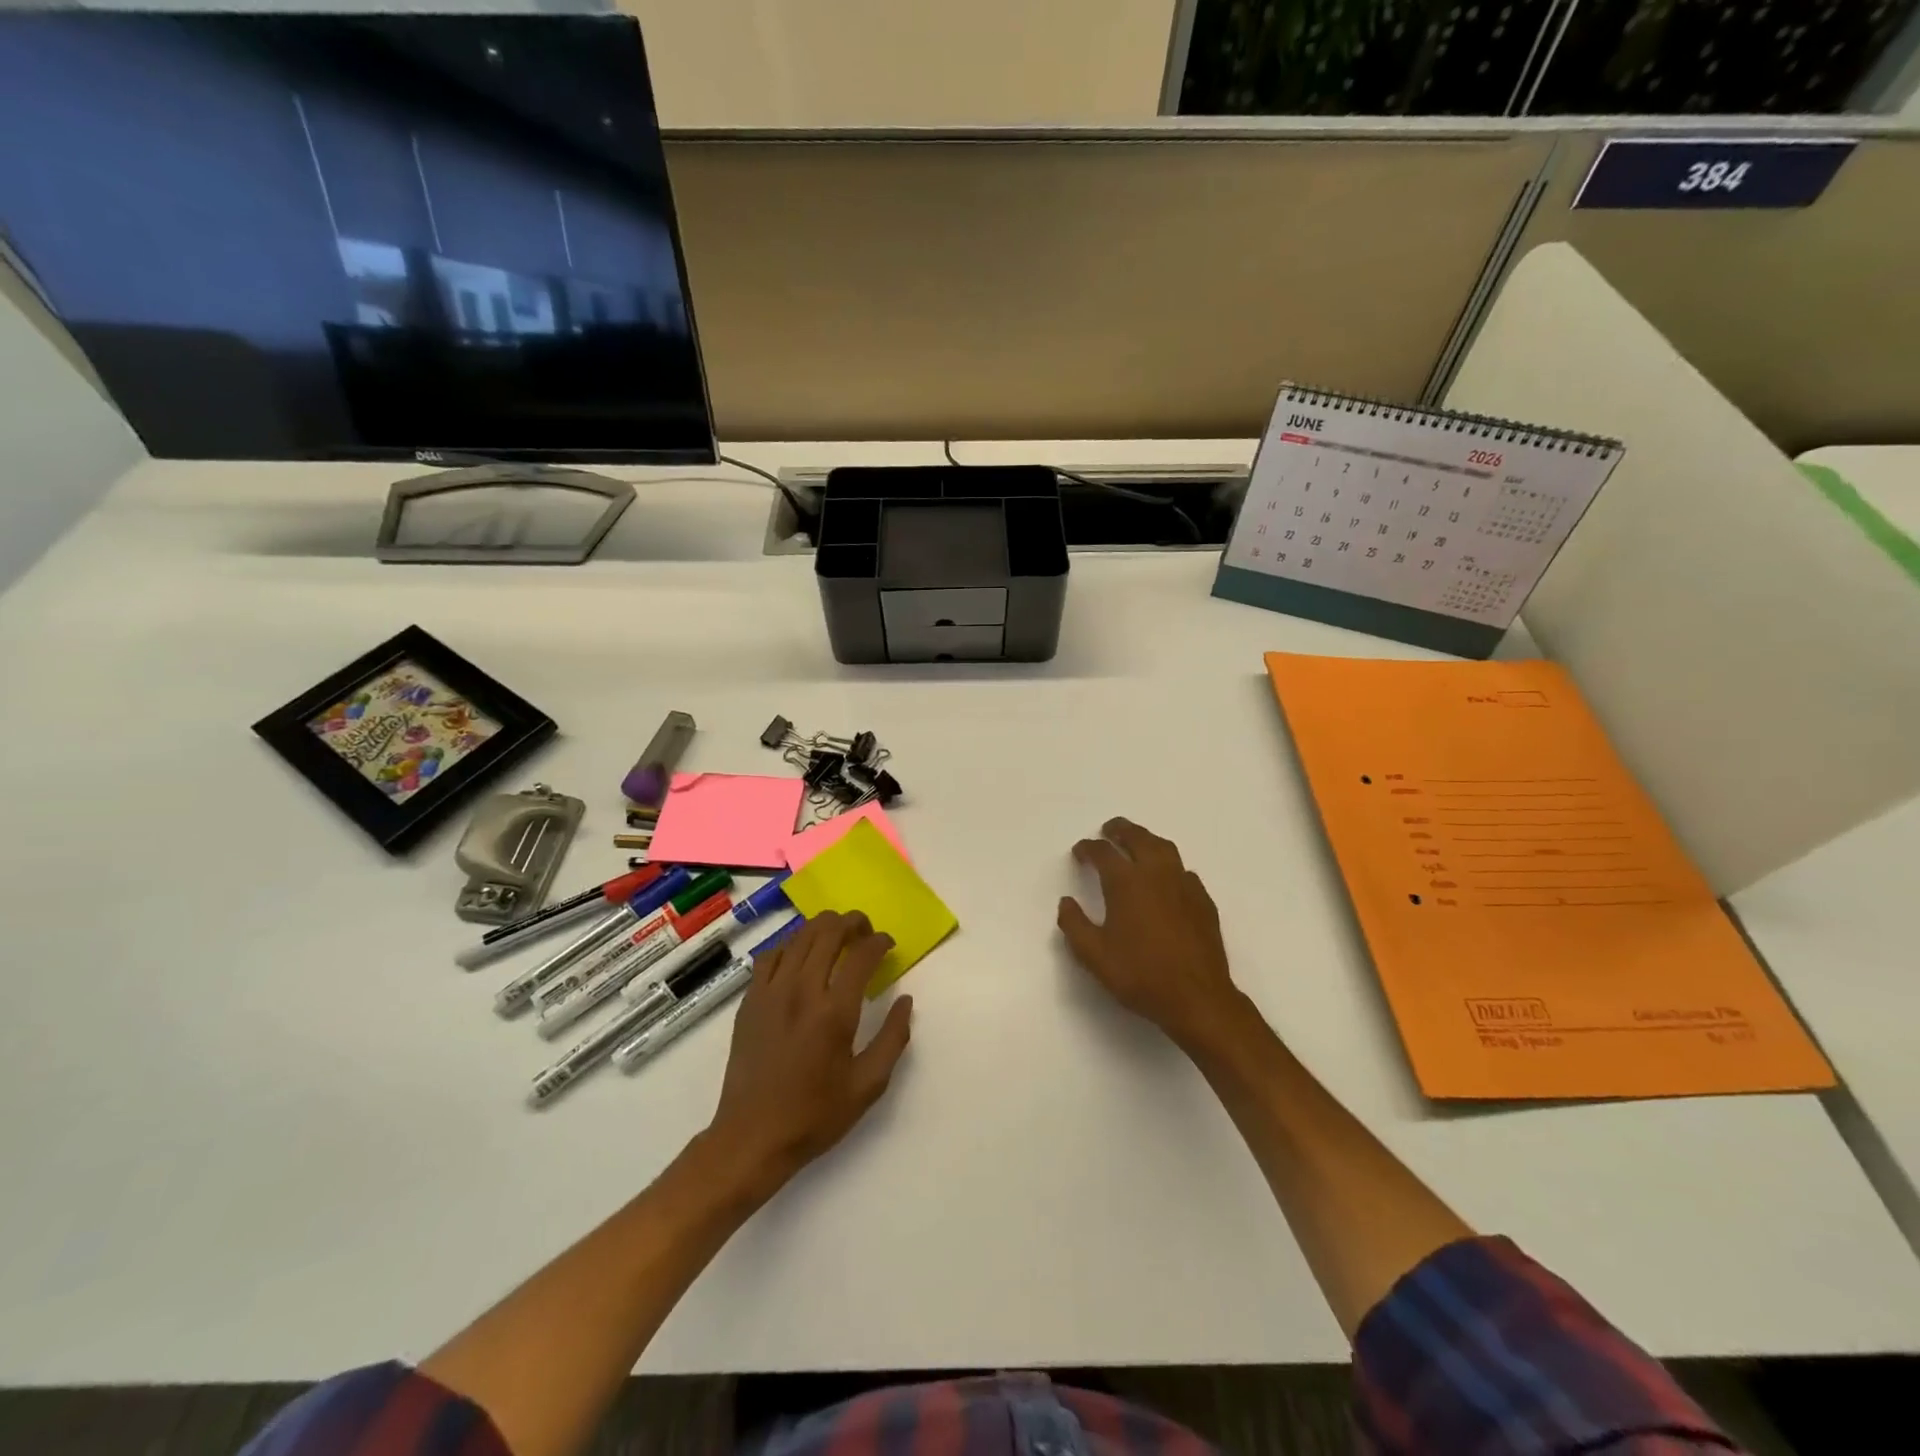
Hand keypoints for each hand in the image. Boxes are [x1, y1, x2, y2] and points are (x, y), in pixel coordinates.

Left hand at [705, 911, 913, 1196]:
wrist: (752, 1137)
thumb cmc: (815, 1115)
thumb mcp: (868, 1085)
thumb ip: (893, 1038)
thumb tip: (905, 1000)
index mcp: (834, 1012)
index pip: (861, 955)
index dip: (879, 942)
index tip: (888, 944)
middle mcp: (801, 991)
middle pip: (828, 932)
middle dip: (852, 923)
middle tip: (865, 932)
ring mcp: (771, 992)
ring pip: (799, 936)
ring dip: (823, 928)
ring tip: (837, 936)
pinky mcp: (750, 1000)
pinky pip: (771, 955)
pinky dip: (791, 944)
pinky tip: (800, 955)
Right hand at [1057, 817, 1246, 1052]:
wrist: (1197, 998)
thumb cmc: (1141, 975)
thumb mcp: (1094, 955)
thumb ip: (1074, 925)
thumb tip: (1066, 902)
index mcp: (1126, 883)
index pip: (1103, 853)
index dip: (1088, 849)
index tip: (1080, 851)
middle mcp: (1156, 874)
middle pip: (1138, 838)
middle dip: (1120, 830)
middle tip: (1109, 829)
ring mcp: (1184, 885)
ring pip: (1164, 848)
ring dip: (1146, 840)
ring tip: (1136, 843)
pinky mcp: (1203, 901)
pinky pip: (1183, 870)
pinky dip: (1169, 865)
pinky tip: (1166, 878)